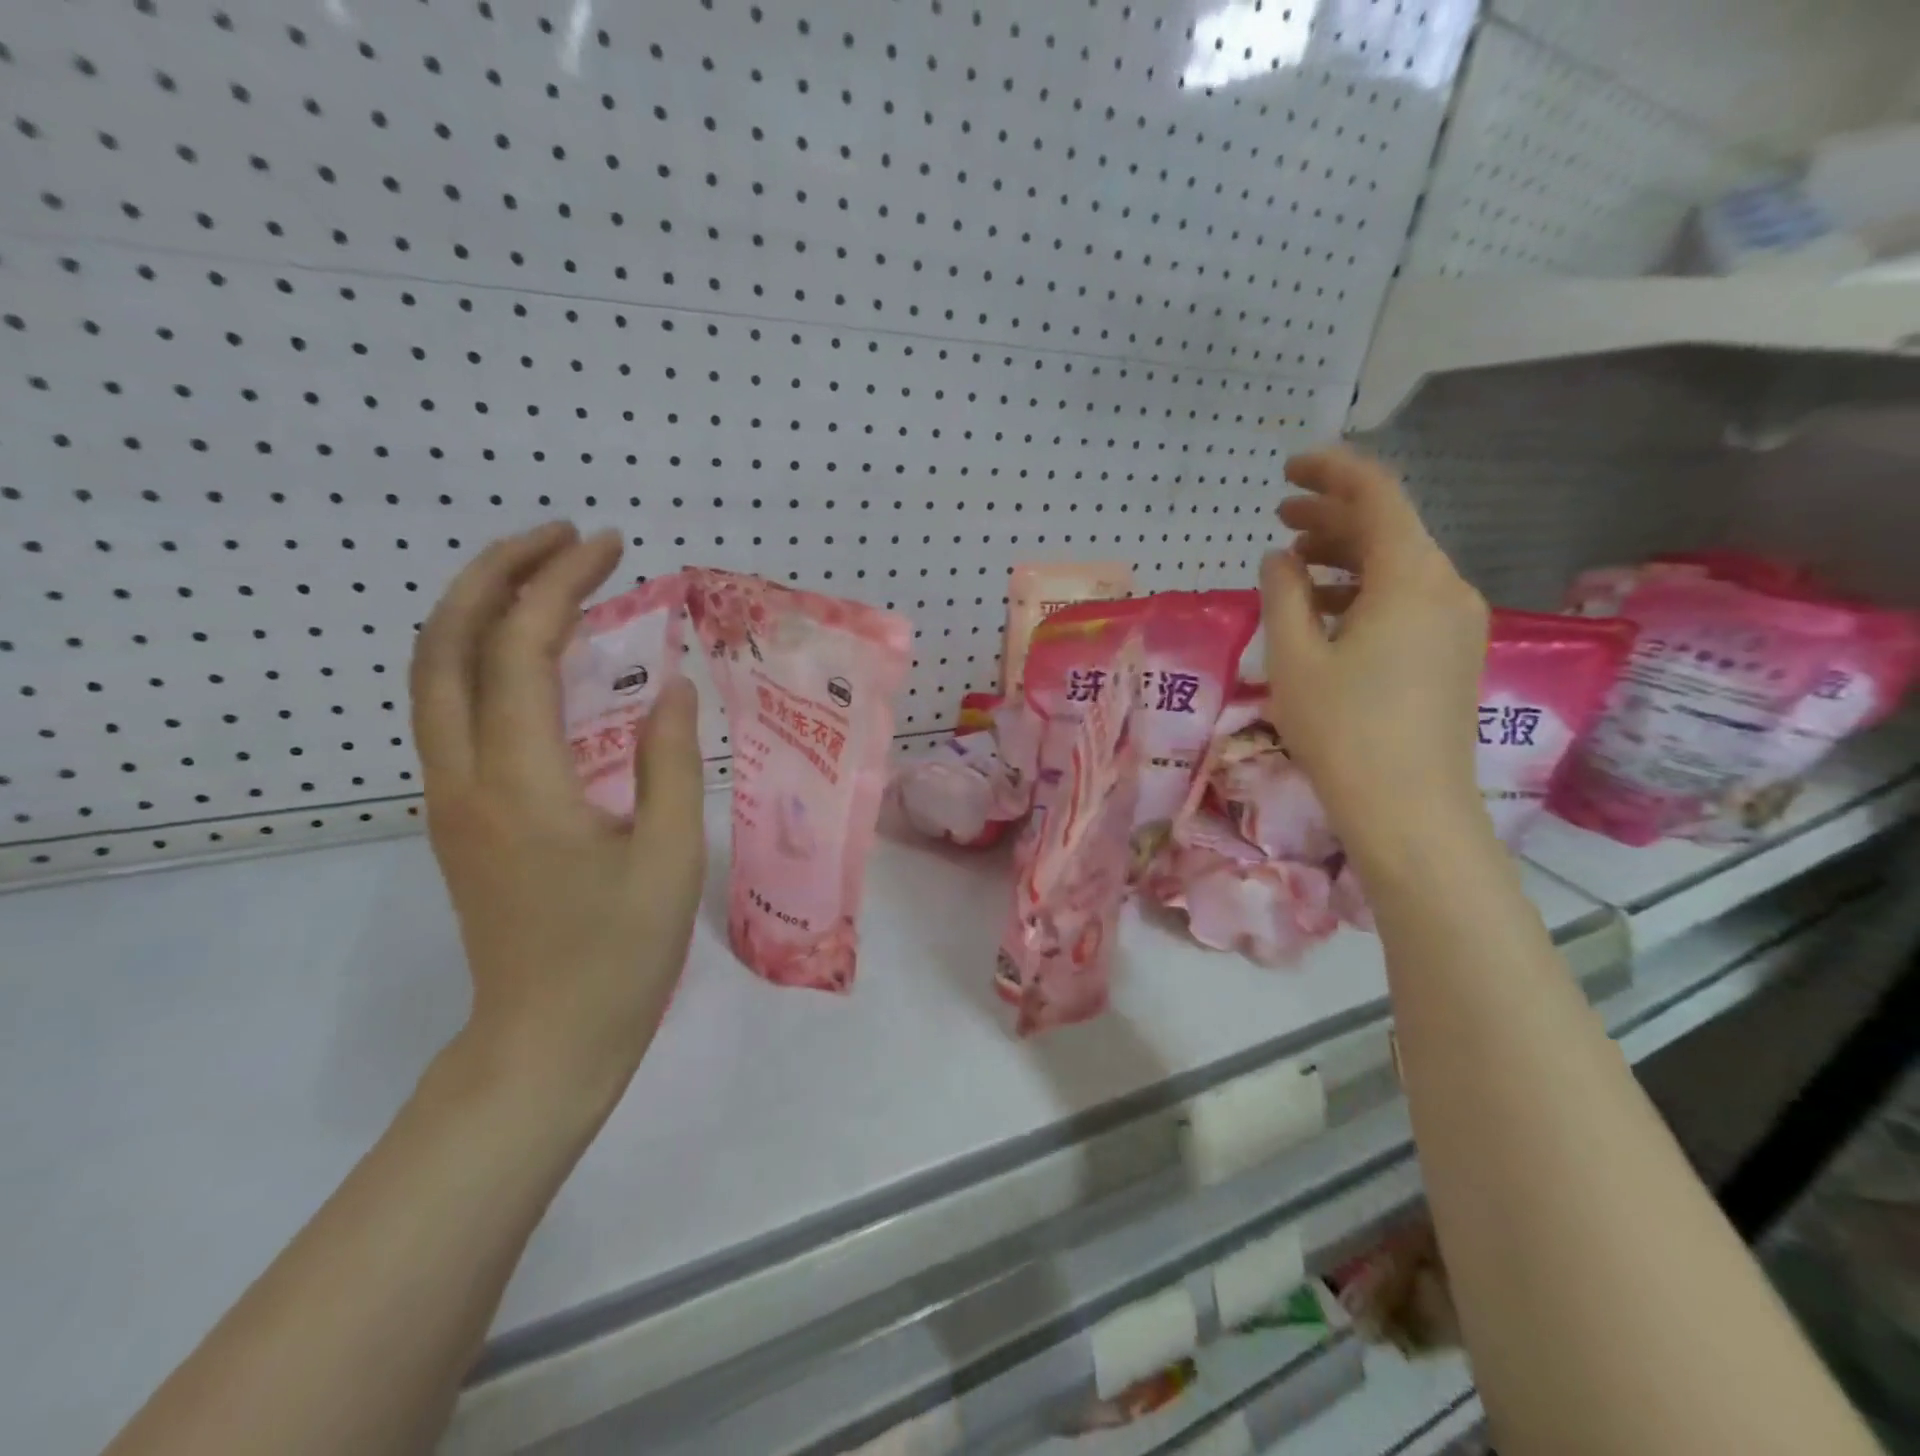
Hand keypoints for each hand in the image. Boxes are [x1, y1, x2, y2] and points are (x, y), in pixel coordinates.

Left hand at [410, 523, 705, 1112]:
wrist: (544, 1042)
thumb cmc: (618, 955)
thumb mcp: (670, 856)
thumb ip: (673, 762)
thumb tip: (673, 688)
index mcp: (521, 782)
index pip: (521, 649)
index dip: (561, 584)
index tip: (608, 546)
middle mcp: (464, 777)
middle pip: (445, 644)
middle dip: (498, 573)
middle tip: (563, 540)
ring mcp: (450, 797)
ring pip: (434, 675)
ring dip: (481, 610)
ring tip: (547, 580)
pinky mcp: (459, 815)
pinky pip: (453, 711)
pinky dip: (484, 658)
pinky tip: (537, 658)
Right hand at [1261, 448, 1491, 866]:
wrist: (1410, 810)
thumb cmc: (1343, 729)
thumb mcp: (1295, 657)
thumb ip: (1282, 594)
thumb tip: (1279, 558)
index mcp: (1410, 576)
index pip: (1376, 495)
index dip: (1331, 471)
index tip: (1289, 468)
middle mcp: (1446, 587)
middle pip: (1389, 528)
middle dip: (1332, 515)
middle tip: (1279, 514)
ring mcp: (1457, 622)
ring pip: (1398, 566)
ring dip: (1345, 556)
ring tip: (1293, 562)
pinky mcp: (1453, 654)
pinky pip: (1407, 600)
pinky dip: (1363, 591)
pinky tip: (1325, 610)